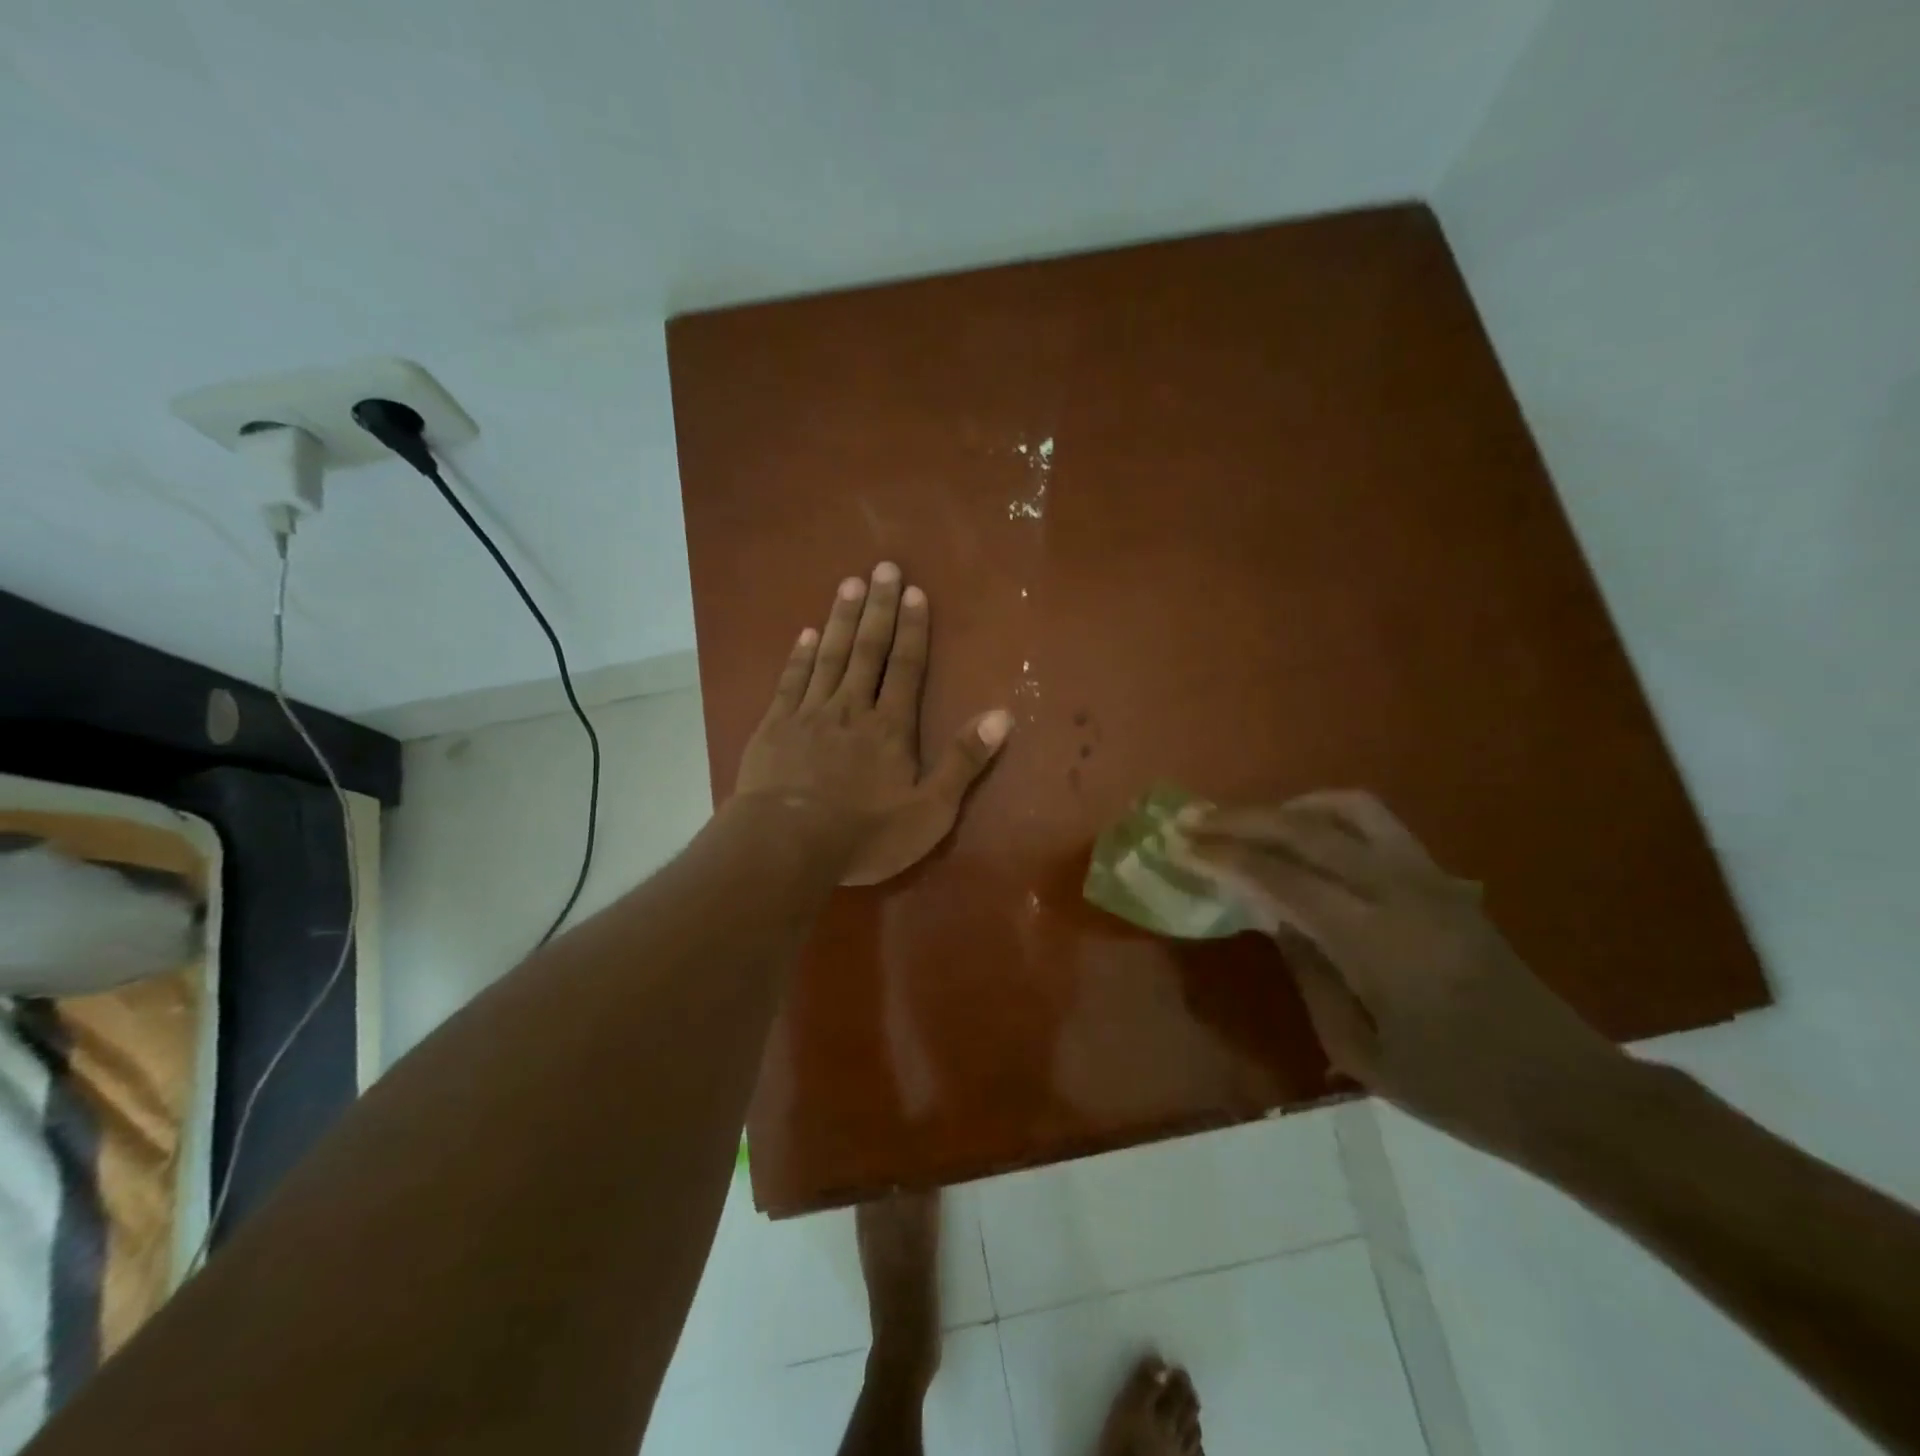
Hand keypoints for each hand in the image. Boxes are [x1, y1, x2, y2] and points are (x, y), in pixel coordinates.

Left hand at [735, 563, 1011, 885]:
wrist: (786, 846)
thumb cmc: (864, 835)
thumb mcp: (930, 811)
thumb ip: (964, 762)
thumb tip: (1003, 715)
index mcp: (890, 727)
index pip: (905, 667)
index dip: (912, 628)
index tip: (914, 592)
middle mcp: (851, 708)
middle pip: (867, 650)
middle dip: (878, 607)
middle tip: (883, 567)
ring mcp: (809, 714)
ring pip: (829, 656)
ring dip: (842, 619)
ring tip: (849, 583)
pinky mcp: (774, 727)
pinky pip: (791, 680)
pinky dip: (800, 655)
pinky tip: (806, 633)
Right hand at [1178, 791, 1630, 1160]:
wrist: (1571, 1093)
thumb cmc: (1458, 1089)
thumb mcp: (1362, 1052)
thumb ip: (1309, 972)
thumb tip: (1271, 915)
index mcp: (1376, 943)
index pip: (1281, 878)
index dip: (1224, 857)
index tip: (1180, 846)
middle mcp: (1401, 893)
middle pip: (1306, 830)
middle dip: (1242, 820)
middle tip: (1195, 821)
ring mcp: (1429, 879)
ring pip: (1348, 810)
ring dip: (1288, 807)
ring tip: (1249, 822)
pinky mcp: (1445, 880)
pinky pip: (1377, 824)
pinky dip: (1328, 815)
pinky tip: (1306, 837)